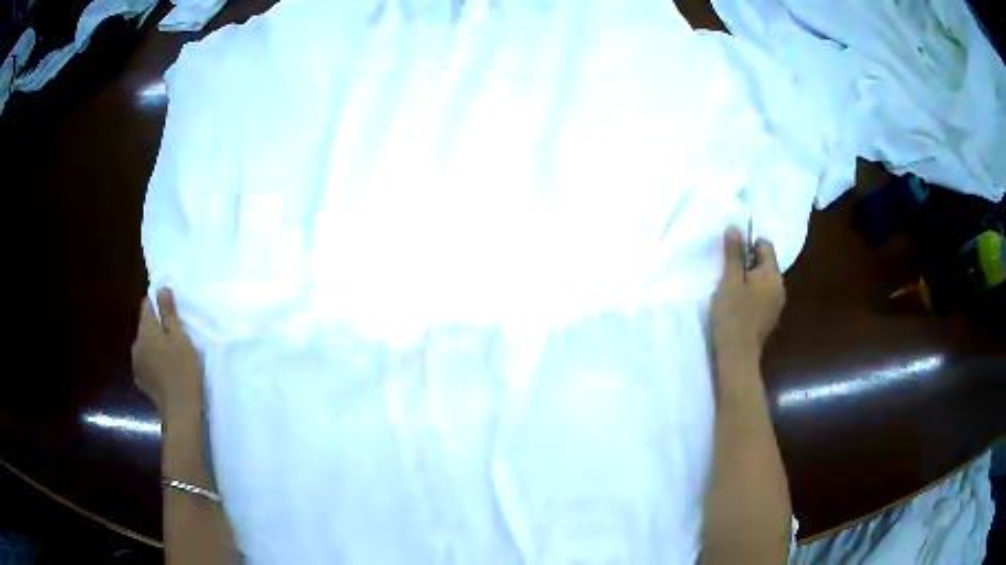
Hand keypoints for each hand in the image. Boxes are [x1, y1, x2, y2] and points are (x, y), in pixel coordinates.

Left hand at [133, 288, 202, 419]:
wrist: (180, 411)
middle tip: (175, 339)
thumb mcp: (181, 339)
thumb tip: (161, 289)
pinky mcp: (140, 379)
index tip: (172, 314)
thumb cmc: (183, 371)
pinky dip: (153, 362)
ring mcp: (136, 362)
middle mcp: (136, 342)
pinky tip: (164, 372)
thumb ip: (169, 314)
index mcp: (146, 329)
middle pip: (145, 326)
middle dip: (156, 328)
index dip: (158, 305)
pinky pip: (145, 361)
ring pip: (144, 345)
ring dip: (154, 346)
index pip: (146, 305)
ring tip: (171, 357)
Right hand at [710, 227, 784, 360]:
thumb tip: (735, 227)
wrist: (738, 356)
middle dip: (748, 263)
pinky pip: (763, 297)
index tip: (731, 255)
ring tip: (731, 290)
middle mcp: (780, 286)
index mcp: (772, 274)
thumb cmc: (733, 315)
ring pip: (764, 281)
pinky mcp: (770, 318)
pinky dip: (753, 295)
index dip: (748, 245)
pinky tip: (739, 306)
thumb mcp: (729, 280)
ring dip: (750, 280)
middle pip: (766, 264)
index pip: (765, 246)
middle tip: (728, 273)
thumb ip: (734, 253)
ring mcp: (777, 304)